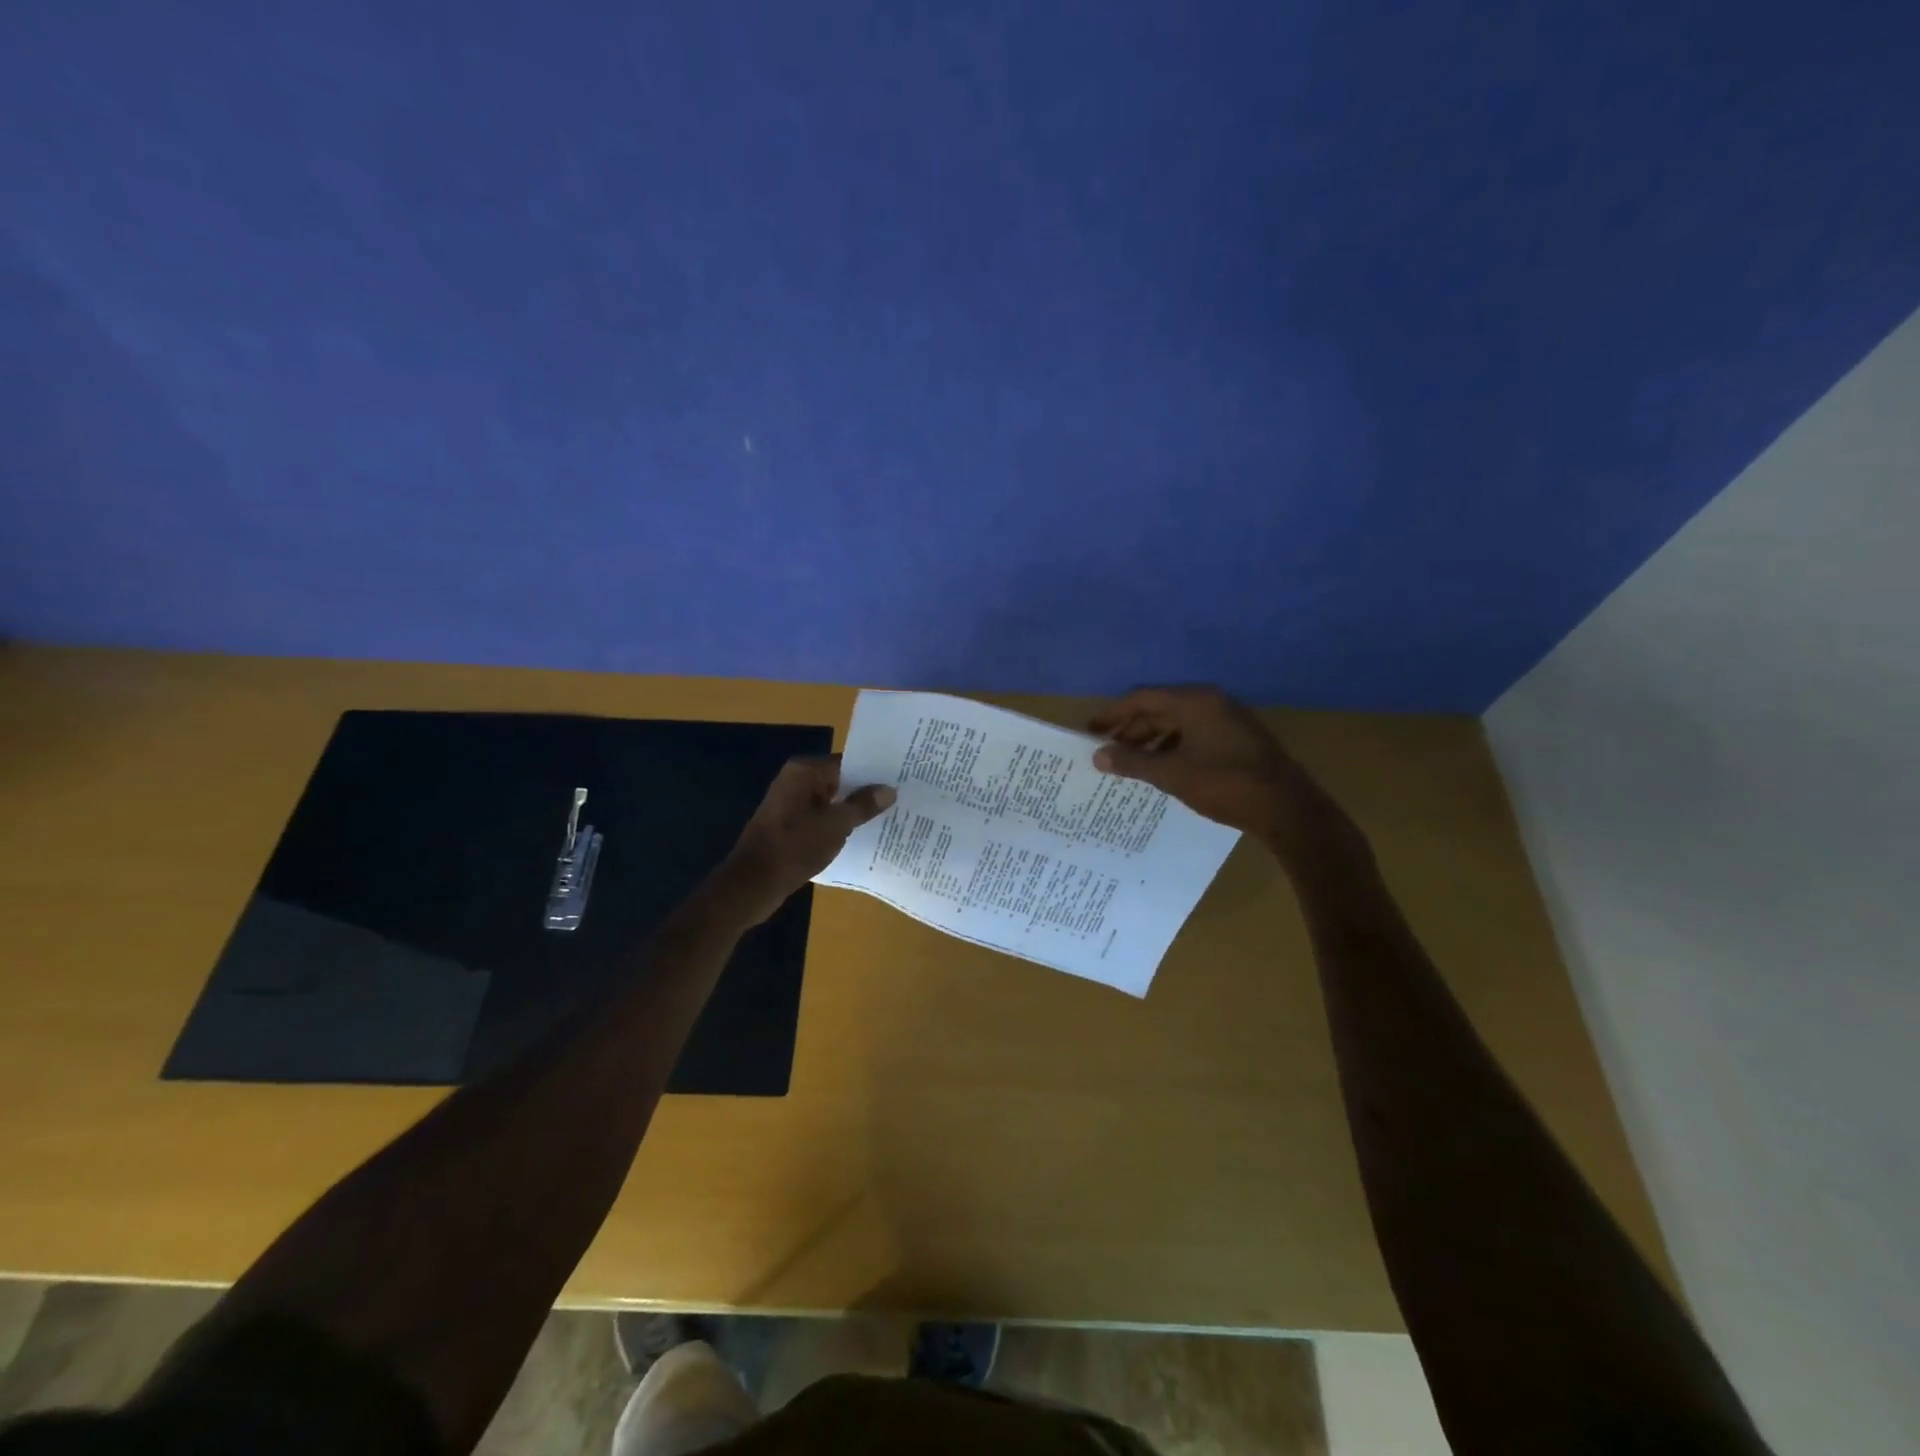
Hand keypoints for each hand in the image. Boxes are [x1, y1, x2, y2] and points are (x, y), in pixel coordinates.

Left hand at [715, 756, 895, 922]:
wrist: (752, 885)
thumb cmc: (794, 848)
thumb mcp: (835, 826)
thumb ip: (862, 805)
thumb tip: (889, 790)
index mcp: (804, 772)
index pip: (847, 762)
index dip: (873, 772)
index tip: (900, 779)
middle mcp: (796, 781)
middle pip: (839, 780)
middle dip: (866, 791)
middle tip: (900, 798)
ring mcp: (791, 803)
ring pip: (831, 801)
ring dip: (853, 810)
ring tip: (888, 816)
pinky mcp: (789, 825)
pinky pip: (821, 817)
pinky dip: (838, 824)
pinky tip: (861, 835)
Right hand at [1090, 685, 1362, 862]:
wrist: (1288, 809)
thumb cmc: (1225, 784)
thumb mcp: (1172, 774)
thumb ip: (1133, 762)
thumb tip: (1098, 755)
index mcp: (1195, 701)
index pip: (1143, 698)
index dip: (1113, 714)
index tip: (1091, 731)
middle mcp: (1211, 702)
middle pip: (1160, 708)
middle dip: (1131, 728)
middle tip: (1106, 749)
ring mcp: (1228, 720)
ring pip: (1178, 723)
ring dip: (1151, 740)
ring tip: (1129, 762)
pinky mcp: (1238, 739)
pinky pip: (1194, 735)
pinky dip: (1172, 747)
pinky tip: (1162, 768)